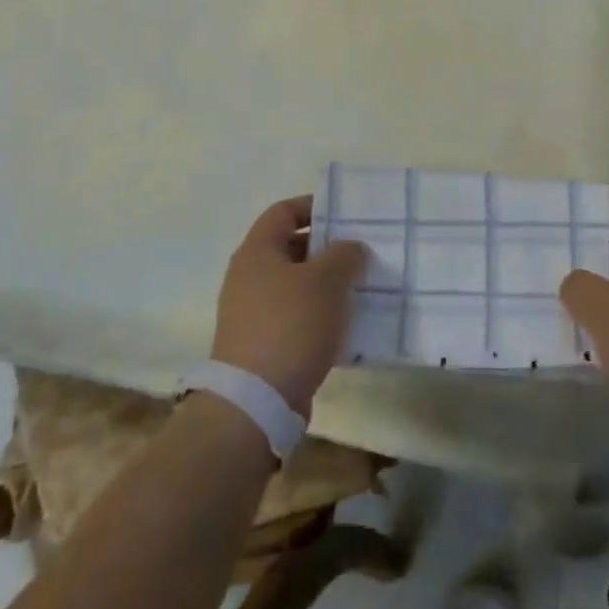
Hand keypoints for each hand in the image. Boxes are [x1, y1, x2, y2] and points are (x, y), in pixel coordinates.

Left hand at [211, 196, 366, 415]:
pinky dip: (318, 314)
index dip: (313, 206)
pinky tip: (344, 325)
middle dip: (326, 247)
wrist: (255, 402)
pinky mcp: (260, 344)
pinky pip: (294, 316)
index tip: (345, 214)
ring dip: (325, 284)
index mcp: (257, 251)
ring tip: (359, 288)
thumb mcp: (326, 281)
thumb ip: (344, 255)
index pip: (283, 211)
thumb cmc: (290, 326)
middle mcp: (248, 276)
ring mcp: (251, 312)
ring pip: (295, 284)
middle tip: (360, 252)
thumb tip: (350, 248)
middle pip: (290, 247)